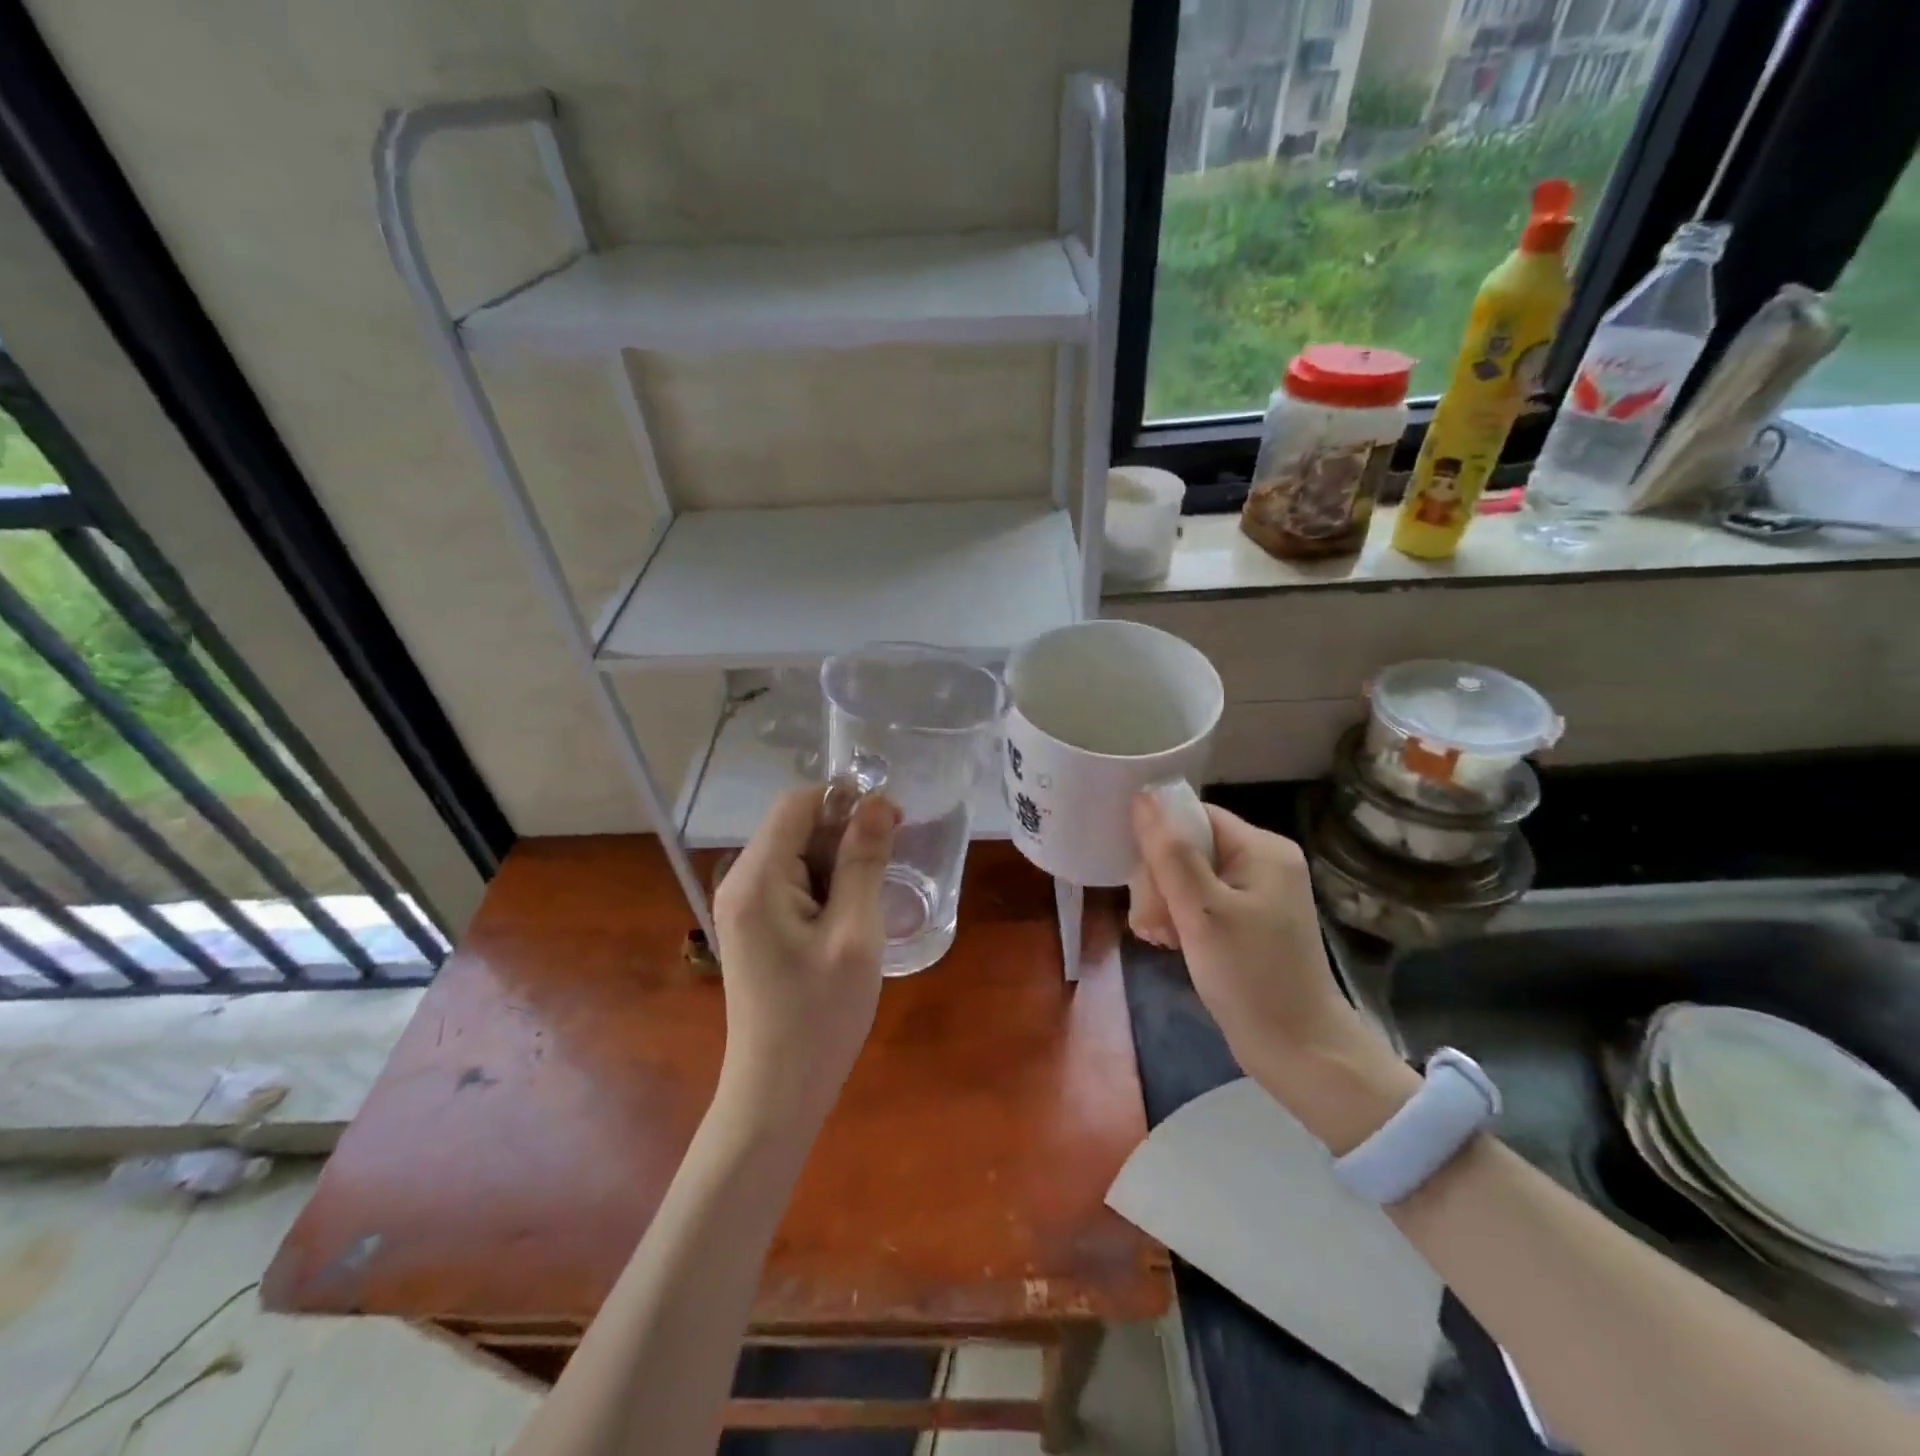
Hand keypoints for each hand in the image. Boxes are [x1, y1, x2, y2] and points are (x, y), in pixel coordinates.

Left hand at [712, 787, 899, 1128]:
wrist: (778, 1094)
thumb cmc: (819, 1016)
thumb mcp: (855, 934)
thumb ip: (864, 862)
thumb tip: (878, 803)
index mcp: (757, 878)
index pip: (797, 803)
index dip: (845, 800)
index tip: (893, 822)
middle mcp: (742, 882)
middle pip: (797, 827)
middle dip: (846, 832)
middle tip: (893, 862)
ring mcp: (746, 907)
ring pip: (800, 855)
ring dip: (841, 862)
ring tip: (876, 896)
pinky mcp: (758, 928)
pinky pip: (796, 885)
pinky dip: (829, 887)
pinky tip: (854, 915)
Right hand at [1129, 792, 1416, 1149]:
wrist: (1298, 1052)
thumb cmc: (1250, 977)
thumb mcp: (1201, 912)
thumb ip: (1169, 852)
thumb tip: (1143, 795)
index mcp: (1261, 848)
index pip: (1194, 817)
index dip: (1160, 842)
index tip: (1144, 882)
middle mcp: (1261, 862)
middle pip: (1187, 847)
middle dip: (1159, 882)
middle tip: (1152, 923)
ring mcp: (1255, 893)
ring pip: (1186, 876)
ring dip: (1163, 904)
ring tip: (1159, 938)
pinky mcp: (1246, 921)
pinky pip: (1198, 901)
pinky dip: (1178, 919)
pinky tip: (1169, 943)